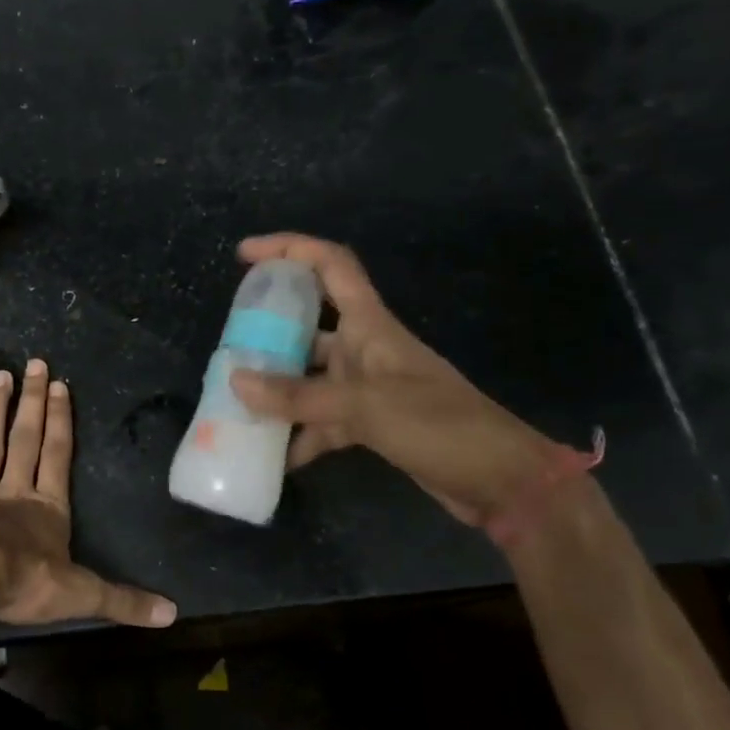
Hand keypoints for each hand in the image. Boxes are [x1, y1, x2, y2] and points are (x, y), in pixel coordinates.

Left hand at [0, 359, 176, 628]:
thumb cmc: (24, 582)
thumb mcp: (82, 596)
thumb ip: (124, 601)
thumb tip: (173, 613)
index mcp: (48, 508)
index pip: (58, 456)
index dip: (61, 421)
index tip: (60, 385)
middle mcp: (14, 491)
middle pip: (25, 439)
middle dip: (32, 402)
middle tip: (33, 364)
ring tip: (0, 376)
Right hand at [228, 233, 560, 523]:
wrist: (499, 480)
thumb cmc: (439, 425)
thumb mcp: (365, 406)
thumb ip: (299, 396)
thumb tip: (236, 382)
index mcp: (370, 325)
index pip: (330, 265)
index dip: (289, 249)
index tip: (245, 254)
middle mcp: (365, 349)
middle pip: (309, 324)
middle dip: (269, 330)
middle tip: (229, 345)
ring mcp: (367, 388)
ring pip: (310, 377)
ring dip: (278, 390)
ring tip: (237, 404)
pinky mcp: (371, 424)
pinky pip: (322, 421)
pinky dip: (300, 435)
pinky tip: (273, 456)